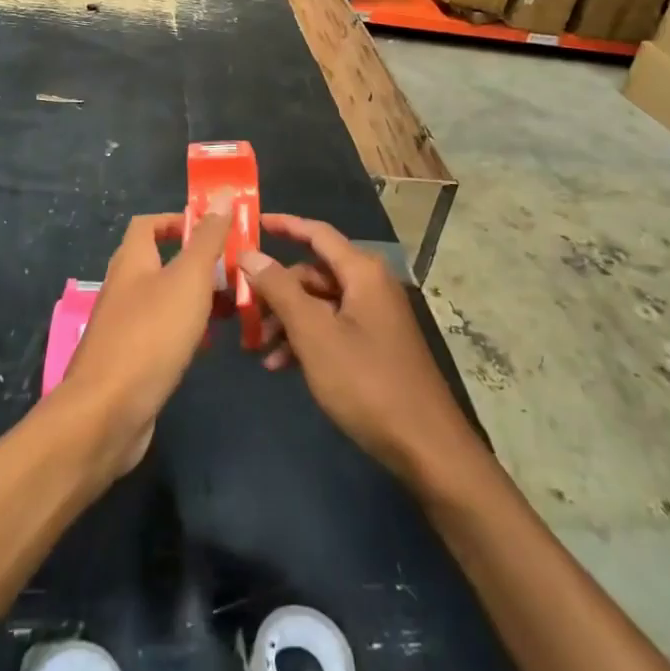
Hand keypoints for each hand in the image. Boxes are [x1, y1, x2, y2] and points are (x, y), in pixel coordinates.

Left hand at [61, 210, 228, 478]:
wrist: (107, 413)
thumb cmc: (151, 335)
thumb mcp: (188, 279)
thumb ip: (207, 238)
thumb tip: (223, 194)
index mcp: (131, 260)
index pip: (149, 224)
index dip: (180, 221)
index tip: (215, 231)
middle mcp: (123, 287)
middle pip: (161, 261)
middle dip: (198, 264)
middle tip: (235, 273)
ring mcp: (123, 325)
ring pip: (166, 299)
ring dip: (196, 299)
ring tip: (233, 309)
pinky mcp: (130, 359)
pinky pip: (162, 332)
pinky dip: (186, 331)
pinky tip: (207, 345)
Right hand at [244, 214, 483, 485]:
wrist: (426, 447)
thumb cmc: (367, 383)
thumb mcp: (315, 335)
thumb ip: (280, 290)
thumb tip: (250, 254)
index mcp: (362, 272)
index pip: (316, 233)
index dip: (284, 225)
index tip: (251, 223)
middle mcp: (370, 285)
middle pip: (313, 272)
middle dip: (276, 291)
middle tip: (243, 313)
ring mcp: (375, 316)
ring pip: (319, 303)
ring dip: (287, 320)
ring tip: (258, 349)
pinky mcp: (376, 344)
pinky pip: (332, 327)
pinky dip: (306, 340)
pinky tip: (281, 366)